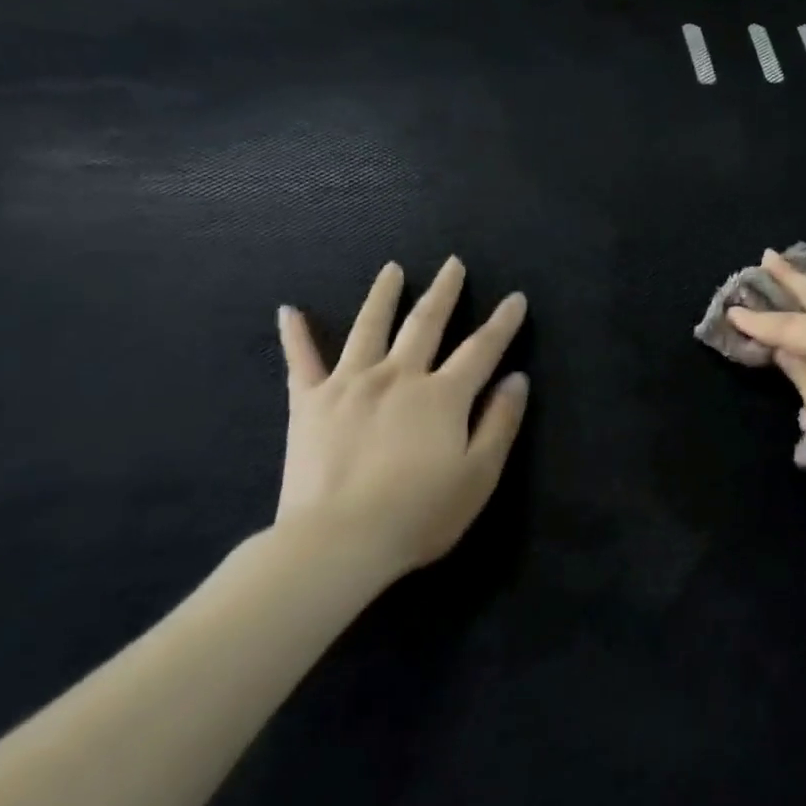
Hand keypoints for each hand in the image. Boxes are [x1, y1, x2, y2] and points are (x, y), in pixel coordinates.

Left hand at [275, 258, 528, 580]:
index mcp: (442, 396)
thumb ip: (500, 422)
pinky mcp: (308, 403)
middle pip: (425, 324)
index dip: (503, 323)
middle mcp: (398, 376)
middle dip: (444, 292)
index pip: (481, 349)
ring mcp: (349, 385)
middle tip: (453, 264)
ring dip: (383, 296)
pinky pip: (301, 361)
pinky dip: (296, 335)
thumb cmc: (419, 513)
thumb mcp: (479, 474)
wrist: (338, 541)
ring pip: (369, 328)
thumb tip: (516, 379)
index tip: (516, 298)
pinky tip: (289, 310)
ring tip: (392, 270)